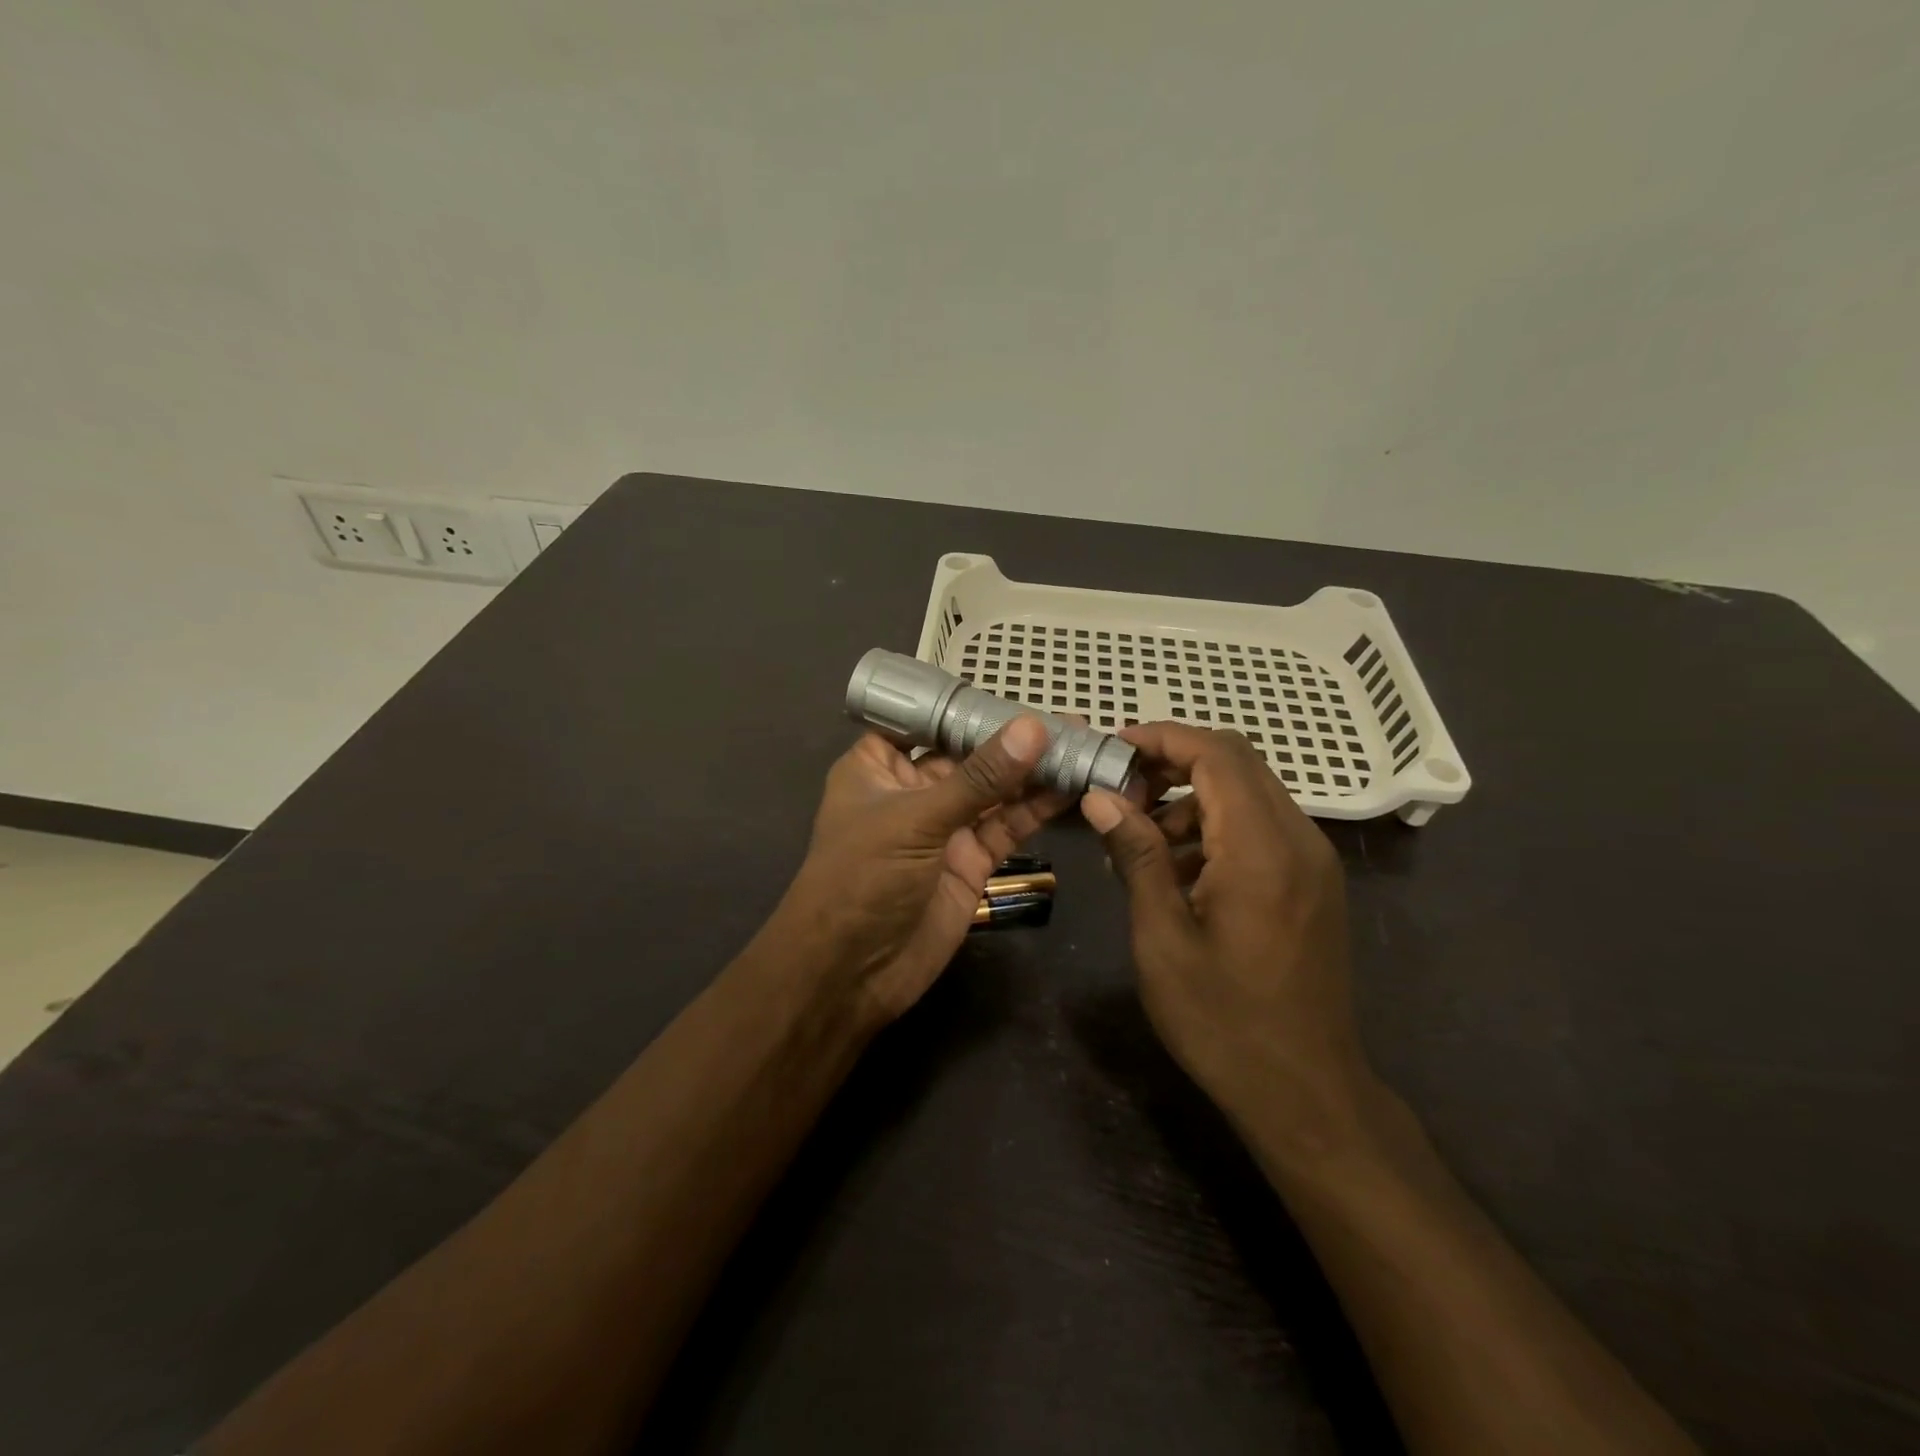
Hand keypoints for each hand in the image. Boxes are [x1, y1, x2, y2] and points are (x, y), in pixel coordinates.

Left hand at [772, 717, 1066, 1025]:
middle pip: (969, 755)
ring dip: (1034, 772)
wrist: (852, 973)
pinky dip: (1037, 809)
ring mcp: (944, 827)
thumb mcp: (917, 819)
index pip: (926, 722)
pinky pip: (1007, 826)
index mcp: (878, 766)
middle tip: (1069, 723)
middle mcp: (913, 790)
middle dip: (1014, 739)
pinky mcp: (971, 861)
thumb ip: (980, 778)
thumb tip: (1033, 727)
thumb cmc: (863, 878)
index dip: (967, 707)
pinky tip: (1072, 786)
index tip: (1016, 692)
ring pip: (995, 791)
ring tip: (1083, 747)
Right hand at [1080, 723, 1378, 1160]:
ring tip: (1142, 837)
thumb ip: (1137, 854)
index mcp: (1261, 849)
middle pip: (1237, 761)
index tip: (1111, 750)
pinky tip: (1180, 868)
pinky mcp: (1314, 882)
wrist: (1305, 1091)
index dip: (1161, 738)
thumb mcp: (1163, 937)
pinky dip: (1218, 824)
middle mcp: (1299, 839)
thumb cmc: (1222, 1019)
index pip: (1216, 754)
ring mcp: (1314, 860)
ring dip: (1194, 796)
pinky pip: (1263, 825)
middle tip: (1120, 788)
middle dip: (1174, 760)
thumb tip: (1102, 796)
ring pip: (1250, 791)